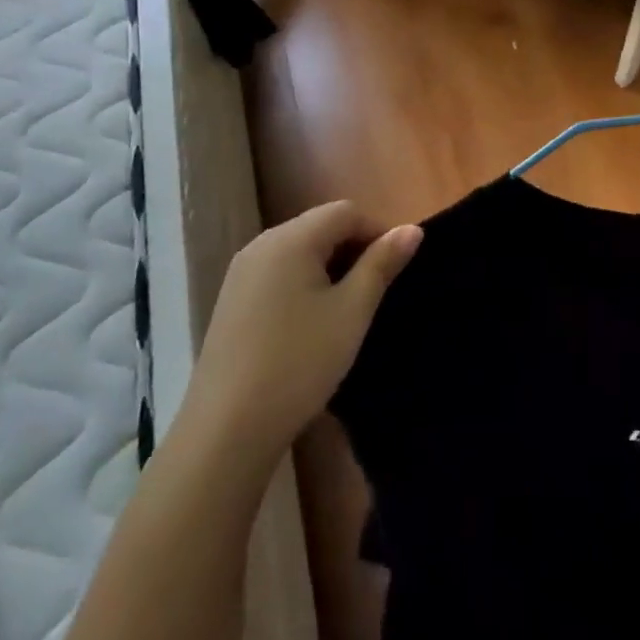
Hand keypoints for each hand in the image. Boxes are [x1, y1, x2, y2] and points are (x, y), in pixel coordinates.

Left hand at [183, 202, 422, 457]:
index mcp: (291, 239)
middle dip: (355, 248)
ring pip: (299, 250)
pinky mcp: (232, 301)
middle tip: (377, 289)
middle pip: (320, 226)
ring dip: (331, 266)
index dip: (378, 231)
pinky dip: (304, 282)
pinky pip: (278, 272)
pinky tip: (313, 321)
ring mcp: (241, 273)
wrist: (228, 428)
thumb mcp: (352, 310)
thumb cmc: (300, 361)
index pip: (346, 211)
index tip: (397, 268)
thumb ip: (382, 263)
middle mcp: (261, 245)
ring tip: (350, 306)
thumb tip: (411, 229)